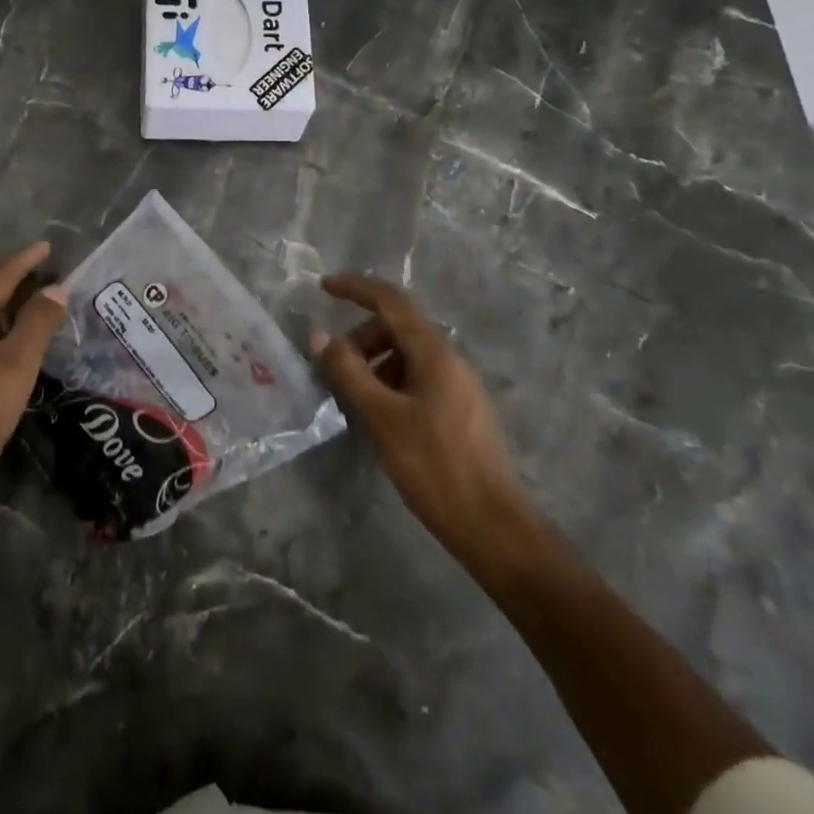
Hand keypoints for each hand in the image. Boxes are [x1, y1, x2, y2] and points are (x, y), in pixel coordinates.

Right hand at [311, 273, 536, 569]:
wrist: (494, 526)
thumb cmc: (435, 466)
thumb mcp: (382, 417)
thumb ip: (349, 372)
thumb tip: (319, 335)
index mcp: (435, 353)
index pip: (392, 301)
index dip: (357, 288)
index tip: (324, 287)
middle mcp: (450, 360)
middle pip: (398, 328)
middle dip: (361, 337)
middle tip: (333, 367)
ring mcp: (458, 386)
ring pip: (407, 355)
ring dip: (374, 362)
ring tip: (352, 395)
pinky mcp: (459, 411)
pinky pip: (417, 378)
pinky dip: (390, 382)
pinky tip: (377, 414)